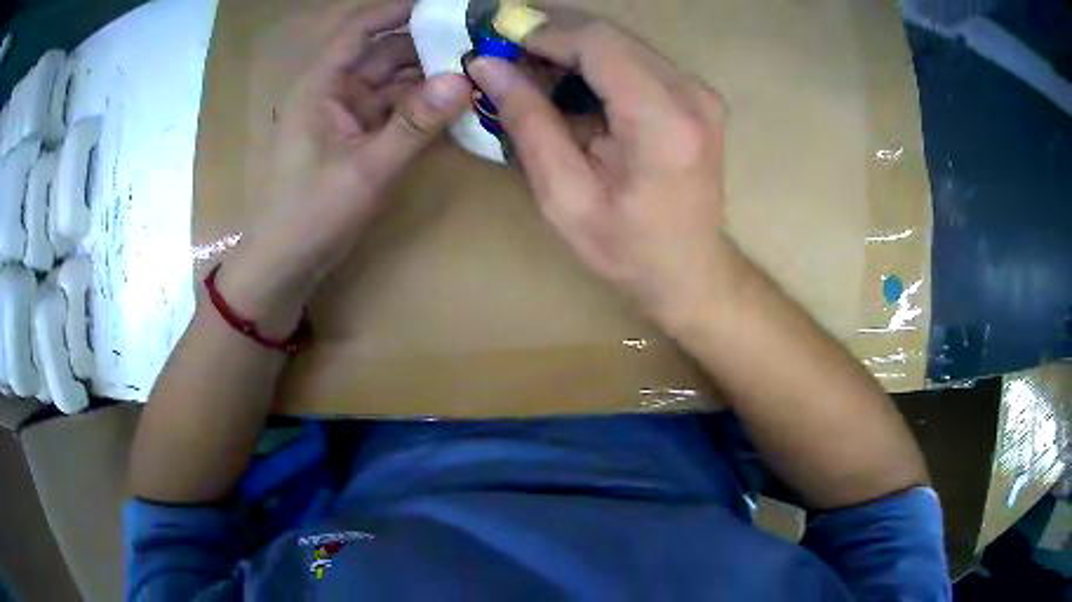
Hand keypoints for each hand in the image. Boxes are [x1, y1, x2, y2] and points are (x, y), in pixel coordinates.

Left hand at [219, 0, 471, 330]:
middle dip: (426, 40)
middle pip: (383, 50)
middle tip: (477, 37)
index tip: (446, 3)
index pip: (359, 28)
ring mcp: (346, 113)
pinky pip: (394, 107)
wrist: (286, 262)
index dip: (399, 8)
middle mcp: (333, 90)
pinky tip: (455, 102)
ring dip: (429, 72)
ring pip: (392, 78)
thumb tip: (463, 80)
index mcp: (321, 86)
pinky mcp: (357, 135)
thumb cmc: (311, 215)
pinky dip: (422, 103)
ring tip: (476, 65)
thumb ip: (414, 125)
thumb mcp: (366, 171)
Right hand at [469, 14, 731, 330]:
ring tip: (532, 74)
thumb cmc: (628, 250)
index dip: (543, 33)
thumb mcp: (565, 198)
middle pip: (611, 36)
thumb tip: (488, 66)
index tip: (498, 44)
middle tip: (507, 58)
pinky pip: (637, 59)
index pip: (598, 44)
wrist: (691, 270)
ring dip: (572, 50)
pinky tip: (569, 86)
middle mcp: (692, 94)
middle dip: (553, 38)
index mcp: (663, 123)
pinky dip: (597, 64)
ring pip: (622, 42)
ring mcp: (700, 91)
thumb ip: (529, 123)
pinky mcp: (696, 95)